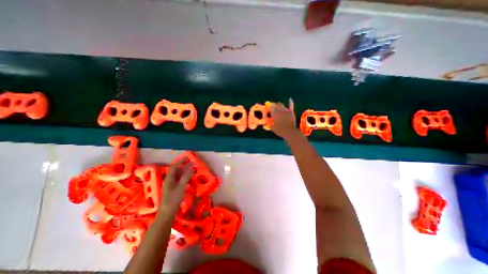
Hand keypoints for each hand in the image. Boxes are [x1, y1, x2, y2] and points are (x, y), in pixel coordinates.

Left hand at [158, 157, 191, 216]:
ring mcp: (171, 185)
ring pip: (178, 175)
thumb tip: (191, 169)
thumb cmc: (173, 199)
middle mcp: (169, 180)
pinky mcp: (173, 189)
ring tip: (192, 169)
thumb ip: (186, 177)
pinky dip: (184, 177)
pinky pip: (179, 180)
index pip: (173, 167)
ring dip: (184, 171)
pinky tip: (189, 177)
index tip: (186, 158)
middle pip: (176, 170)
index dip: (179, 161)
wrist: (167, 213)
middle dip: (184, 166)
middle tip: (192, 163)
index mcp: (169, 179)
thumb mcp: (181, 187)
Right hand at [268, 99, 299, 139]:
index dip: (269, 106)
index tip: (267, 105)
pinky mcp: (291, 112)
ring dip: (279, 104)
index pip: (271, 108)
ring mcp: (285, 111)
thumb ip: (269, 125)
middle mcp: (279, 111)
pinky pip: (291, 106)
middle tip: (272, 104)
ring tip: (277, 103)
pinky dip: (290, 102)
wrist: (289, 131)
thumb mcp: (272, 128)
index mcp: (274, 114)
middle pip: (276, 105)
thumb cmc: (280, 130)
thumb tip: (265, 125)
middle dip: (273, 104)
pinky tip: (290, 99)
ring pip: (281, 105)